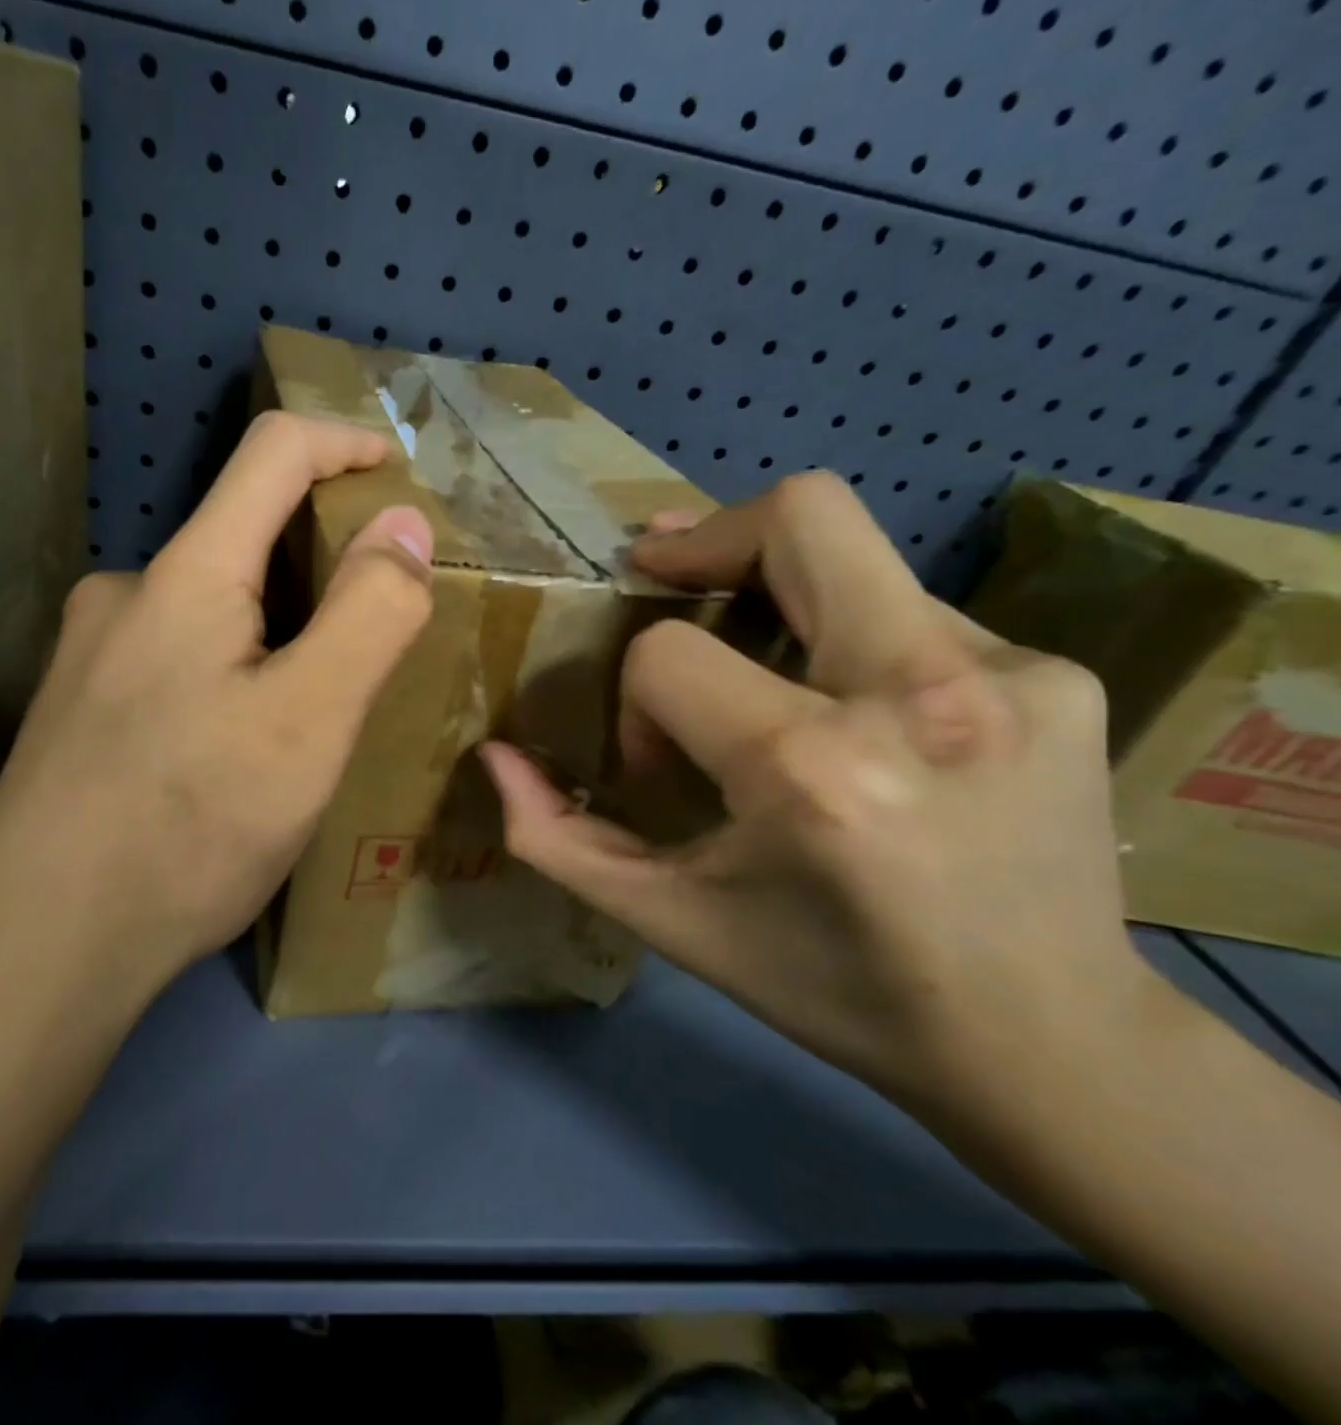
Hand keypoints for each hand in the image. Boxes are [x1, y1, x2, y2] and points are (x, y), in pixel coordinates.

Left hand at [0, 412, 433, 998]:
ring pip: (210, 611)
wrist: (41, 948)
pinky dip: (230, 673)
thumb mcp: (309, 722)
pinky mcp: (78, 711)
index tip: (397, 469)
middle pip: (242, 540)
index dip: (344, 443)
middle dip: (318, 567)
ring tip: (309, 713)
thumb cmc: (190, 828)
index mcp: (185, 577)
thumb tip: (404, 526)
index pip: (272, 455)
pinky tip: (236, 749)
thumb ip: (368, 613)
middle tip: (370, 640)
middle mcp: (125, 595)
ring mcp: (90, 655)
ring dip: (274, 632)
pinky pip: (175, 659)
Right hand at [481, 472, 1157, 1118]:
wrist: (1045, 1041)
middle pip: (799, 516)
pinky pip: (912, 609)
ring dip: (781, 592)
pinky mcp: (1063, 675)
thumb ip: (557, 837)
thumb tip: (496, 756)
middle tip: (670, 575)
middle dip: (711, 537)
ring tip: (763, 656)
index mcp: (810, 771)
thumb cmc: (829, 982)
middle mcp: (919, 697)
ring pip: (855, 553)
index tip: (665, 761)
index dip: (638, 697)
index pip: (670, 652)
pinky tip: (856, 710)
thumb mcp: (667, 919)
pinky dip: (852, 640)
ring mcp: (1011, 674)